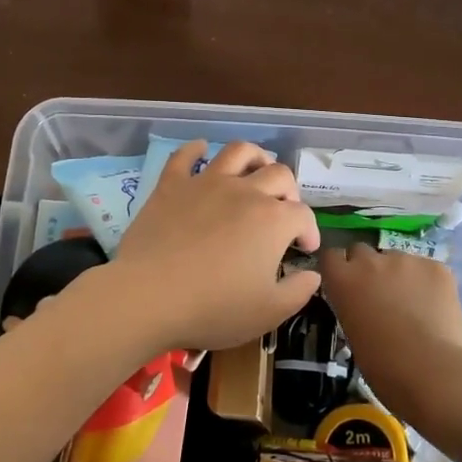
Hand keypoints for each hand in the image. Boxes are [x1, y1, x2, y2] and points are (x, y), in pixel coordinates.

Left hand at [107, 140, 320, 354]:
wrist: (149, 295)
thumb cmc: (214, 307)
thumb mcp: (268, 312)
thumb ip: (298, 292)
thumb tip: (312, 275)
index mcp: (274, 220)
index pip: (303, 215)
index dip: (309, 231)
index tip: (304, 248)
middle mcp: (245, 192)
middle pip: (278, 175)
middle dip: (289, 191)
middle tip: (284, 209)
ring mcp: (207, 183)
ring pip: (238, 152)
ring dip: (255, 156)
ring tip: (257, 167)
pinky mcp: (172, 185)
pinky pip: (185, 156)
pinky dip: (195, 149)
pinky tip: (201, 149)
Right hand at [320, 243, 461, 422]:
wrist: (434, 373)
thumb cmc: (385, 368)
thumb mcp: (353, 335)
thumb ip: (352, 307)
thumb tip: (363, 305)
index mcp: (343, 280)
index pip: (331, 256)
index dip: (339, 269)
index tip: (346, 284)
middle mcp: (371, 261)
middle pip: (362, 251)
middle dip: (367, 268)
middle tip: (379, 294)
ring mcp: (406, 259)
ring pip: (397, 259)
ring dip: (399, 275)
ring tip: (414, 304)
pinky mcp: (436, 266)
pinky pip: (426, 269)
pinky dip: (427, 283)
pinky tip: (435, 307)